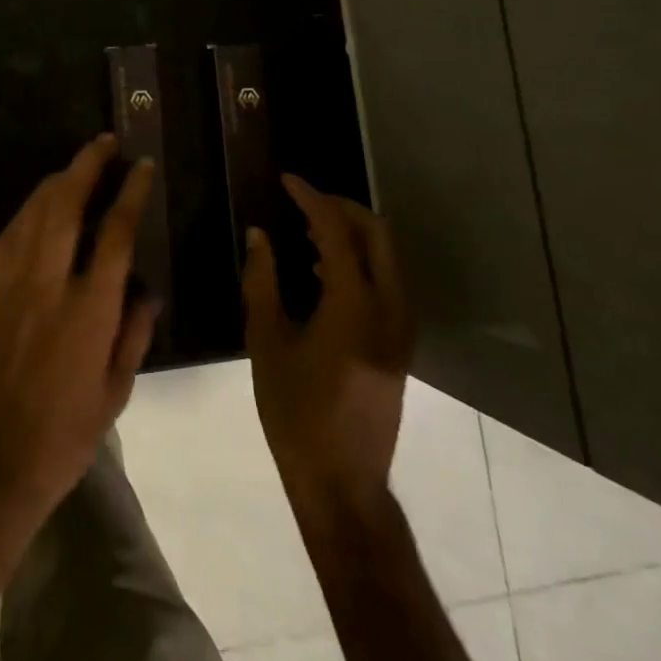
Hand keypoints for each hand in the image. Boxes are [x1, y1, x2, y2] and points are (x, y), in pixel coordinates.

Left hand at [0, 134, 159, 526]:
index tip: (141, 166)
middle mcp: (49, 285)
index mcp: (90, 310)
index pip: (115, 233)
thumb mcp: (115, 393)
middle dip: (86, 166)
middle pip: (67, 207)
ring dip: (54, 182)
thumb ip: (133, 334)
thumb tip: (146, 291)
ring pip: (32, 215)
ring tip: (74, 164)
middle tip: (103, 142)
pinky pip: (7, 239)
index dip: (130, 192)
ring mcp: (11, 287)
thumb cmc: (64, 437)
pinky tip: (36, 206)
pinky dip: (25, 213)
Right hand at [243, 176, 414, 527]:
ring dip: (351, 234)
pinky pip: (386, 282)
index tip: (286, 180)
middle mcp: (388, 308)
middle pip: (376, 234)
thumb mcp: (267, 342)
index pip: (336, 230)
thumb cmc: (295, 412)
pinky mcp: (400, 344)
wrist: (342, 480)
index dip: (311, 198)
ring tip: (306, 231)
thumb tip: (259, 235)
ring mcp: (401, 327)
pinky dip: (359, 261)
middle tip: (302, 201)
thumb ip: (262, 282)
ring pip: (386, 257)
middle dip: (341, 208)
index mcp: (354, 305)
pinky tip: (321, 272)